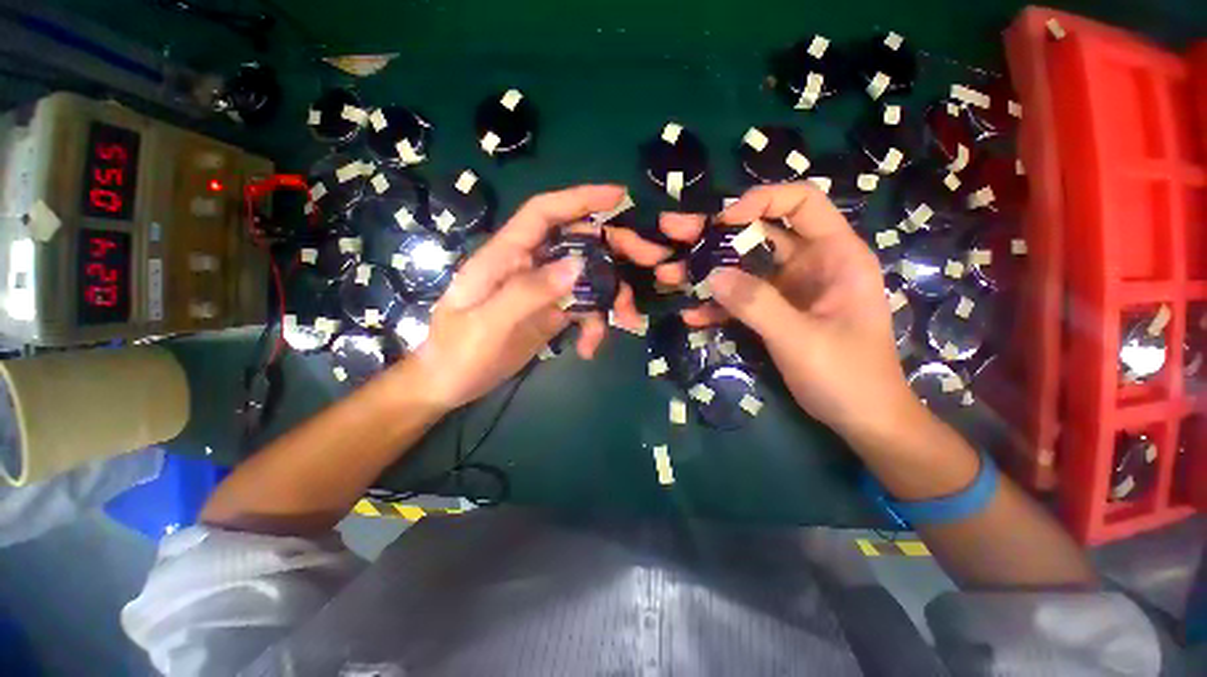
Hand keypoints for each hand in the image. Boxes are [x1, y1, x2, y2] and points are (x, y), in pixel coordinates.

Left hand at [402, 185, 643, 409]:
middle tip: (651, 262)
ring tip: (626, 323)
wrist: (449, 384)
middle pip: (578, 244)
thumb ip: (528, 292)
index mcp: (505, 256)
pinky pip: (583, 309)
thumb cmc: (456, 352)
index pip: (544, 212)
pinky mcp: (551, 313)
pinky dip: (594, 326)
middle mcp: (528, 266)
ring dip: (612, 298)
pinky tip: (589, 349)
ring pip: (588, 279)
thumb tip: (578, 266)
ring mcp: (543, 291)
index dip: (580, 199)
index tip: (620, 196)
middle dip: (616, 250)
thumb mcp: (487, 324)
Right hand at [646, 183, 915, 436]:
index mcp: (834, 255)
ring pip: (741, 267)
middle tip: (671, 231)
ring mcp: (787, 289)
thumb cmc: (848, 376)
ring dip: (705, 272)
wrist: (860, 418)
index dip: (761, 201)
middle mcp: (809, 263)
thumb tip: (712, 275)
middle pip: (758, 234)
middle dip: (713, 235)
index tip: (722, 222)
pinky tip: (691, 316)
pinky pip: (740, 299)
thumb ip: (757, 304)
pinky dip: (716, 306)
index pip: (801, 203)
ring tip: (667, 275)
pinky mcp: (772, 312)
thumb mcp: (801, 339)